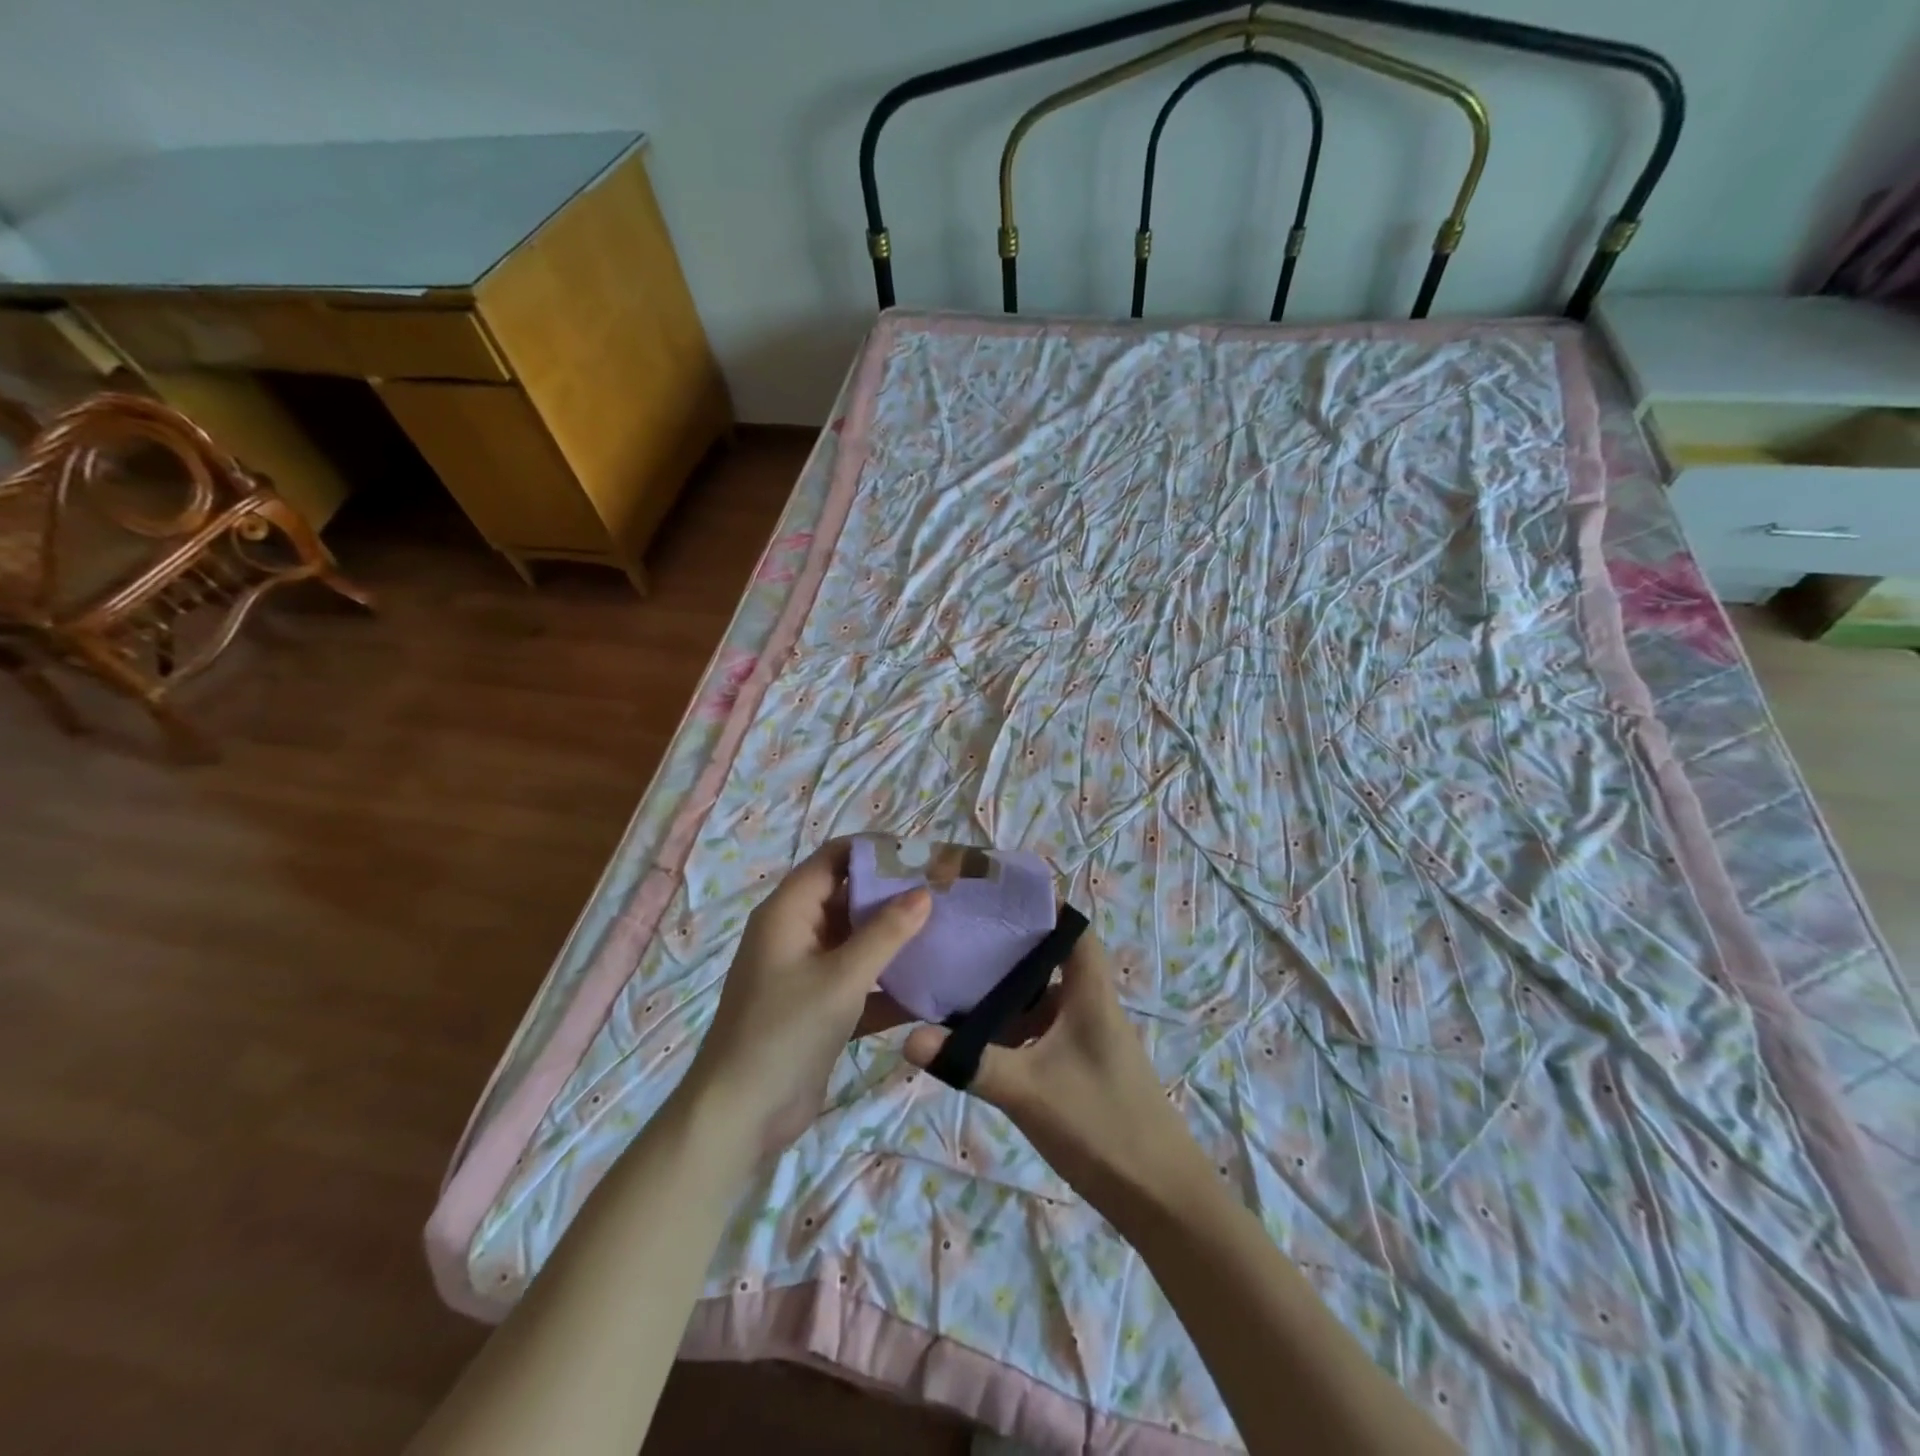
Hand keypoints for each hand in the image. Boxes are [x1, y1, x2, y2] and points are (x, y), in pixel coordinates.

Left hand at [685, 840, 929, 1154]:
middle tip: (945, 896)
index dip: (877, 851)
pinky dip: (887, 982)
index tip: (923, 857)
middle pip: (849, 895)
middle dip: (893, 894)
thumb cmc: (786, 1032)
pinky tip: (930, 989)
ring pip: (856, 939)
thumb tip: (924, 892)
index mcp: (789, 911)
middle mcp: (796, 932)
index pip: (835, 858)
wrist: (740, 1115)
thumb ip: (885, 933)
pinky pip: (858, 979)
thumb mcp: (841, 978)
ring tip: (945, 933)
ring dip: (894, 938)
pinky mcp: (818, 1005)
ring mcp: (806, 970)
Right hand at [902, 933, 1212, 1217]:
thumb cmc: (1101, 1125)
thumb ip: (969, 1062)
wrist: (1162, 1199)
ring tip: (958, 984)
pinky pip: (1044, 1031)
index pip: (1071, 926)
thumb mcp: (1028, 1090)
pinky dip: (1015, 1028)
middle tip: (960, 939)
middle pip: (1050, 959)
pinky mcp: (1083, 1067)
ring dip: (1009, 992)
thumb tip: (908, 1039)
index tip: (993, 895)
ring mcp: (1088, 1038)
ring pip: (1044, 999)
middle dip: (1008, 948)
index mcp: (1089, 992)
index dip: (1040, 904)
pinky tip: (981, 1041)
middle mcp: (1091, 1005)